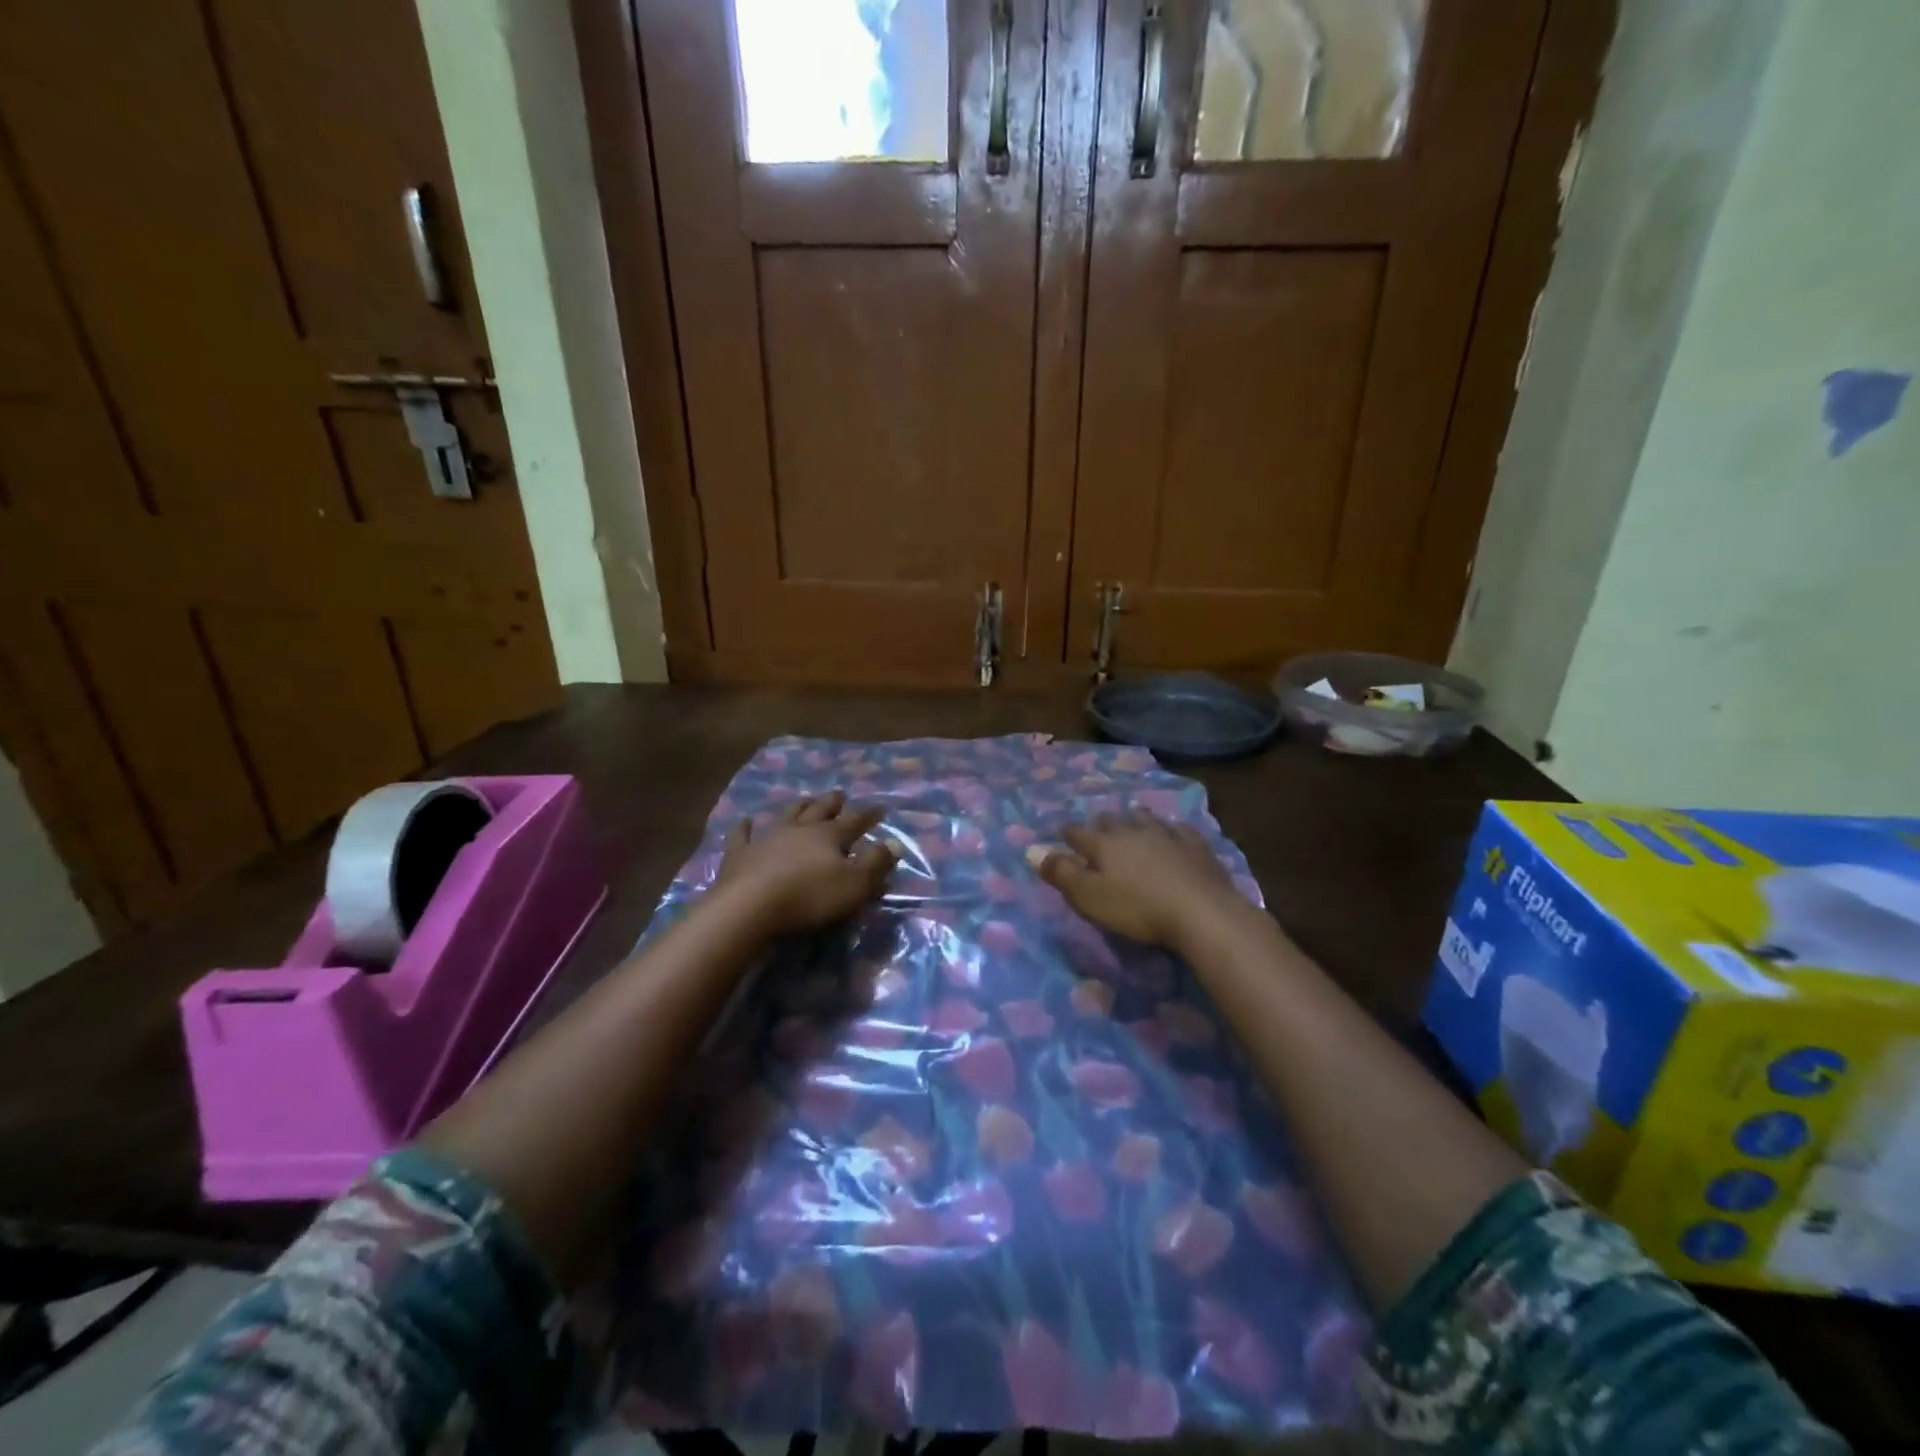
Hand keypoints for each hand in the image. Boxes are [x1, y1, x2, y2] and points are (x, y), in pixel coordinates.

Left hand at [714, 791, 896, 935]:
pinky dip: (746, 827)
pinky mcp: (740, 854)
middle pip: (819, 811)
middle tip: (840, 794)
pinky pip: (743, 835)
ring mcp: (767, 838)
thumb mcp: (855, 885)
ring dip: (798, 807)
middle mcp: (800, 829)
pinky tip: (747, 820)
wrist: (749, 907)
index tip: (880, 807)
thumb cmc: (809, 897)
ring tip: (805, 799)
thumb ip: (876, 863)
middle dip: (832, 803)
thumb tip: (894, 842)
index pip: (855, 821)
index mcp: (829, 836)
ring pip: (786, 816)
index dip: (869, 815)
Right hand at [1040, 812, 1247, 949]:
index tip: (1062, 833)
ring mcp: (1166, 835)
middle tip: (1098, 828)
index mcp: (1103, 845)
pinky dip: (1172, 830)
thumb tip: (1034, 851)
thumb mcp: (1089, 898)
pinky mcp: (1196, 846)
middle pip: (1111, 821)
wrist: (1200, 912)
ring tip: (1133, 821)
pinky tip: (1174, 832)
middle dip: (1101, 823)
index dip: (1068, 834)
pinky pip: (1180, 829)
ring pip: (1145, 818)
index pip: (1078, 834)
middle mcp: (1132, 831)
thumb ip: (1061, 874)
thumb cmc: (1137, 909)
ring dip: (1135, 819)